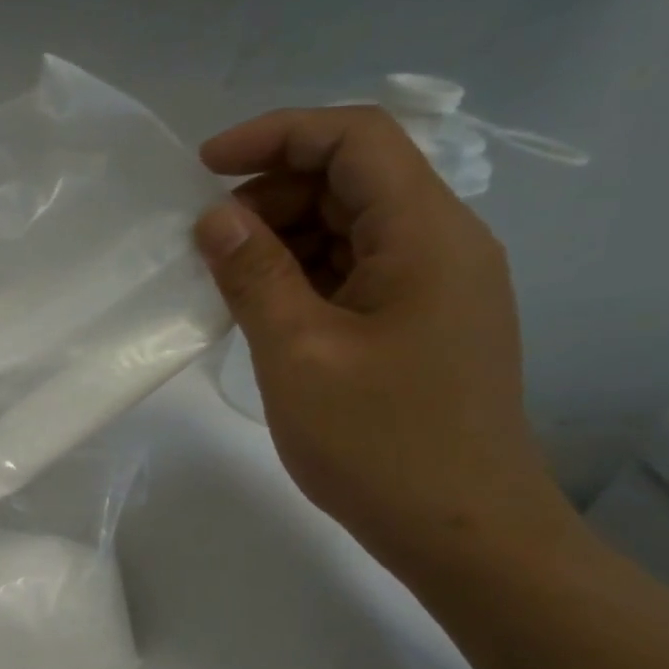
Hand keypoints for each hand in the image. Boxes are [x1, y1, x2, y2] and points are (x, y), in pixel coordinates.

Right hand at [193, 106, 576, 579]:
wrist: (463, 533)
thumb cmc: (380, 443)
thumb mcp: (299, 354)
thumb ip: (254, 275)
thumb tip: (215, 218)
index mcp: (427, 234)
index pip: (355, 139)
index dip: (276, 135)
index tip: (204, 167)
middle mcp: (443, 245)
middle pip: (353, 180)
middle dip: (272, 196)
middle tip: (208, 245)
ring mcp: (436, 288)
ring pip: (352, 229)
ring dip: (285, 240)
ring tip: (226, 283)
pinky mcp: (422, 326)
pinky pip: (357, 274)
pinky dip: (305, 278)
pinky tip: (264, 313)